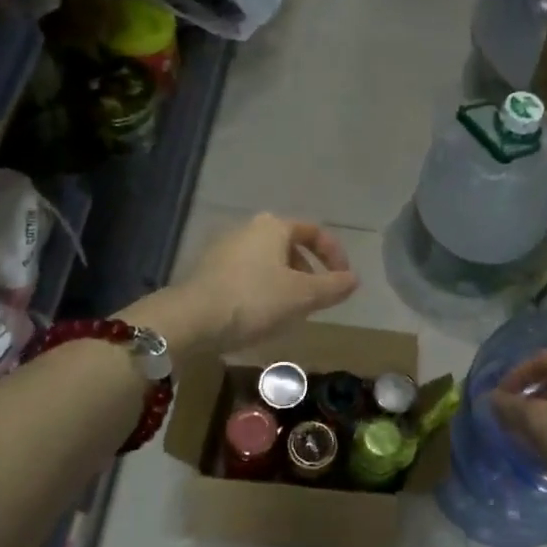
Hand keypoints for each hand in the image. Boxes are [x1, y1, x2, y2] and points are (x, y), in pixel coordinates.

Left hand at [128, 213, 358, 356]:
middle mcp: (248, 228)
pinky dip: (262, 290)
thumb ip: (333, 286)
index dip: (335, 256)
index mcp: (274, 226)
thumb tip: (354, 279)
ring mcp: (224, 248)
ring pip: (268, 262)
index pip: (315, 232)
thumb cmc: (255, 300)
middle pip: (290, 246)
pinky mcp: (208, 270)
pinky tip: (261, 316)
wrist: (192, 319)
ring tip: (291, 312)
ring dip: (286, 284)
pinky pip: (247, 275)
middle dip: (309, 272)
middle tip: (316, 300)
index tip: (343, 282)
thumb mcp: (303, 296)